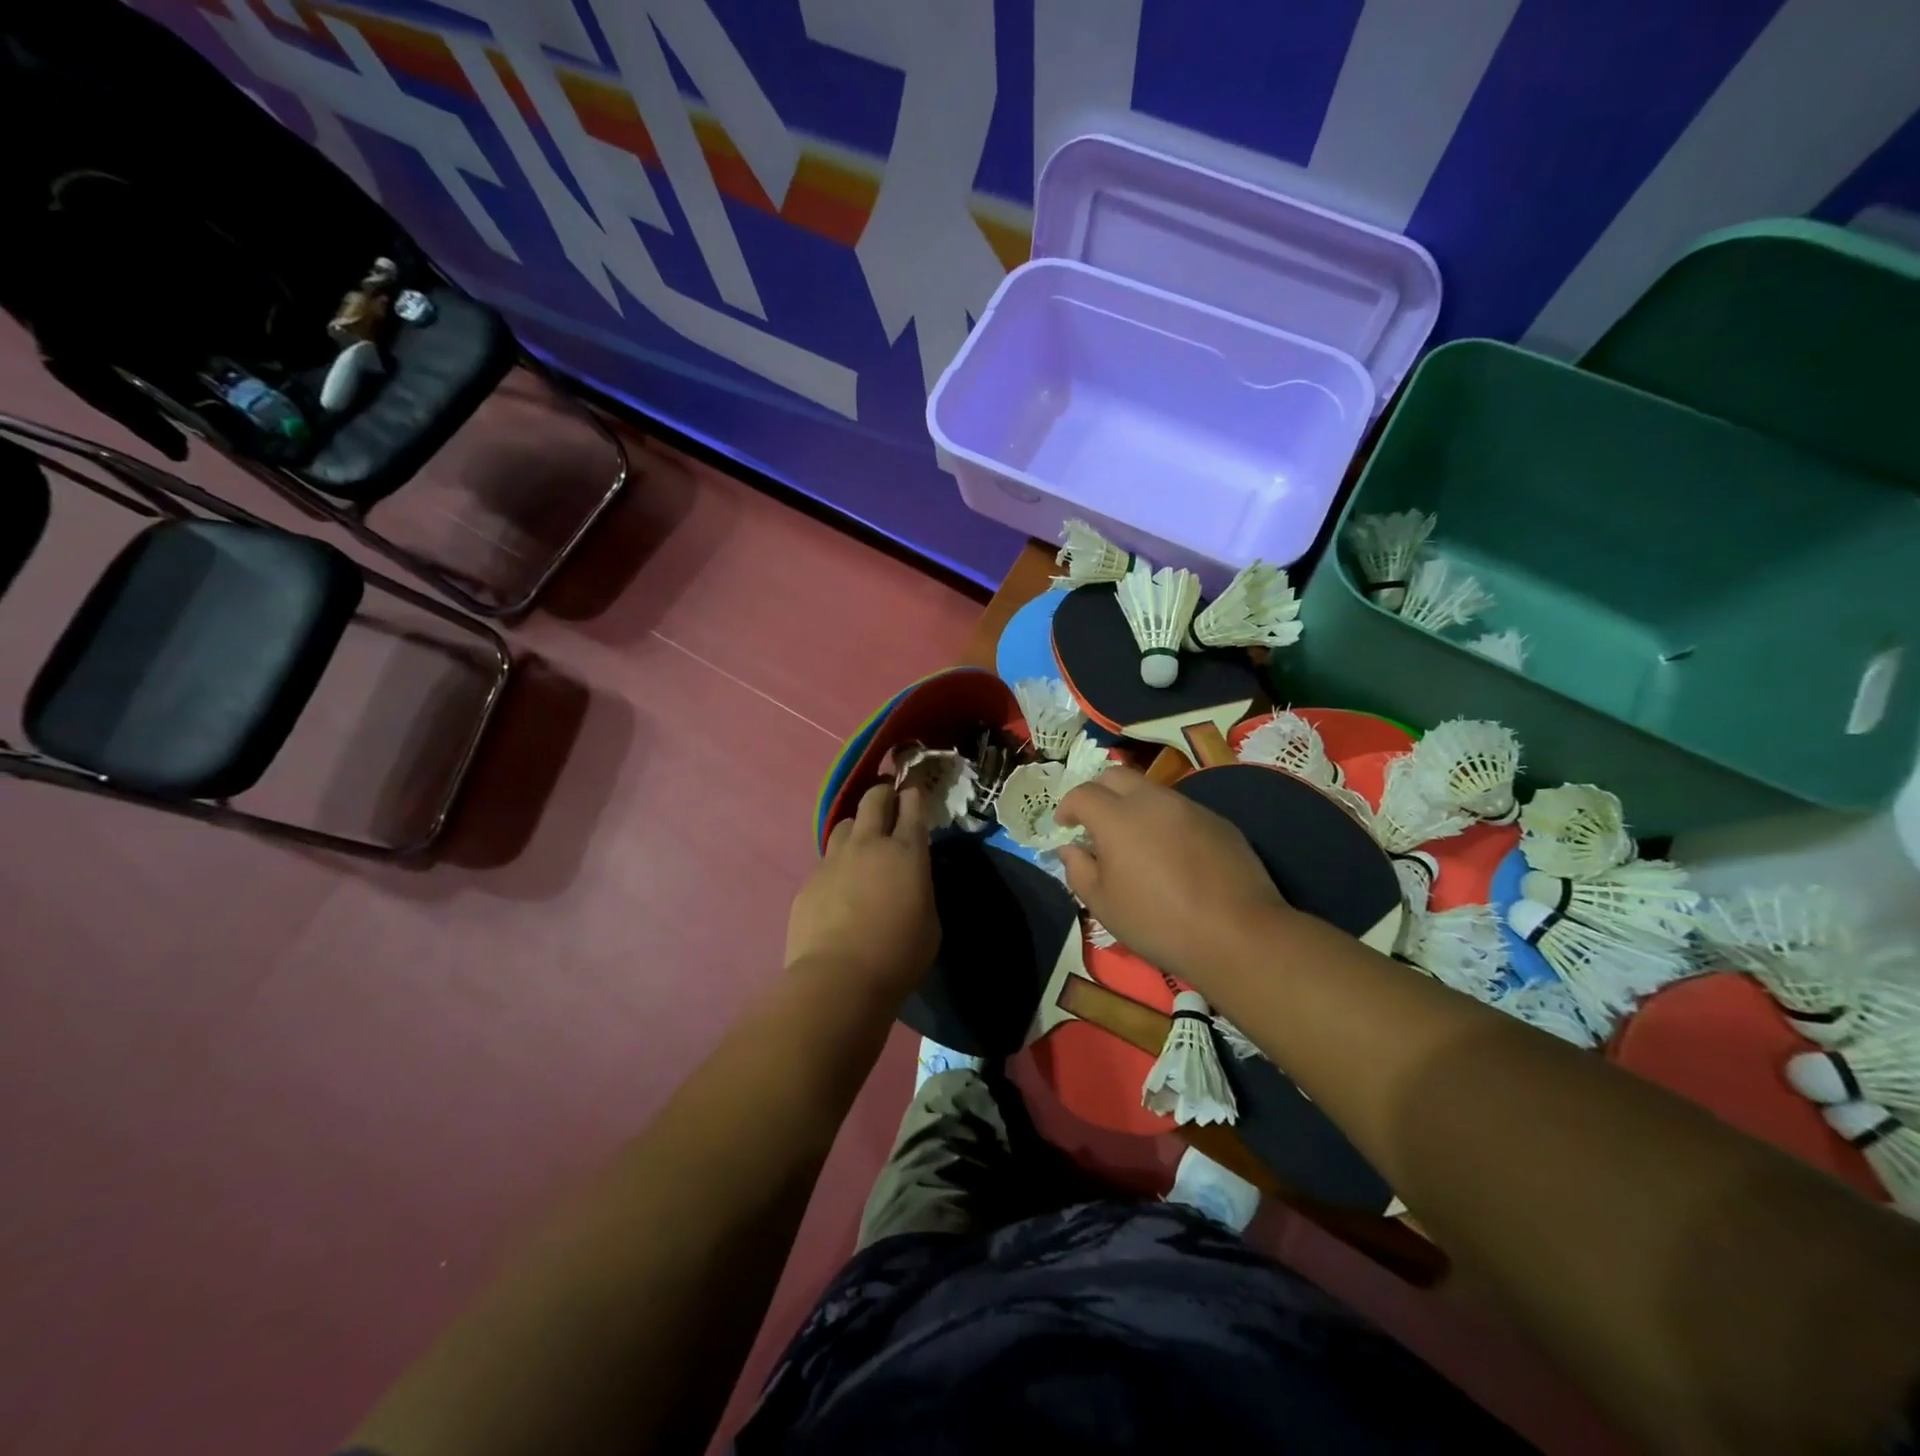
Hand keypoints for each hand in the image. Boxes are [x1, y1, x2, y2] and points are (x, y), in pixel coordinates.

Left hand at [786, 784, 938, 997]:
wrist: (839, 979)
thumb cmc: (899, 955)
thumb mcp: (930, 922)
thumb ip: (920, 891)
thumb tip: (909, 883)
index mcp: (906, 852)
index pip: (912, 807)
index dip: (913, 796)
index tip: (913, 792)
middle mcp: (869, 845)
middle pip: (873, 800)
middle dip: (882, 794)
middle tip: (888, 801)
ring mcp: (834, 860)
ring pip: (844, 825)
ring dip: (856, 827)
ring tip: (861, 845)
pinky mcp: (809, 881)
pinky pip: (825, 861)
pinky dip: (836, 865)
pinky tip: (839, 888)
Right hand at [1056, 767, 1289, 988]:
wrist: (1237, 934)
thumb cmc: (1158, 922)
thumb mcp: (1103, 905)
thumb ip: (1078, 870)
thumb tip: (1070, 849)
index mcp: (1117, 818)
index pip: (1082, 794)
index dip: (1067, 806)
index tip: (1065, 826)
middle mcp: (1152, 801)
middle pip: (1116, 775)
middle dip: (1098, 792)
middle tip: (1095, 822)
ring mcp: (1189, 807)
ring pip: (1151, 791)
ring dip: (1133, 805)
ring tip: (1135, 840)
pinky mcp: (1218, 821)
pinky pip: (1180, 810)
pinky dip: (1165, 821)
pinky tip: (1172, 854)